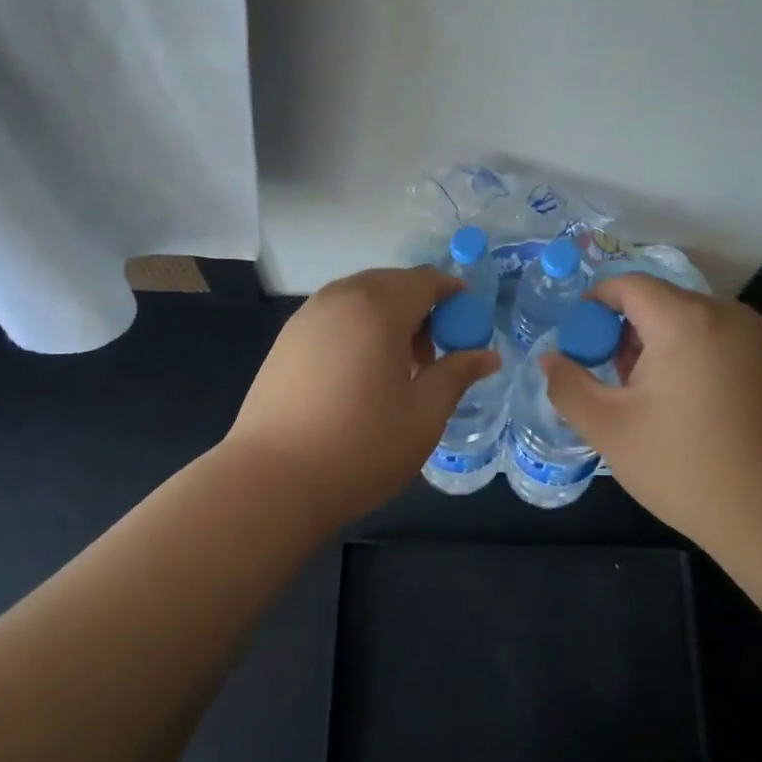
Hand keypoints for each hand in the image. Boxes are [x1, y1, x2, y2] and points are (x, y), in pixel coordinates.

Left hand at [225, 266, 501, 524]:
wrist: (272, 480)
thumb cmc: (361, 447)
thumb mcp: (424, 415)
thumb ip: (456, 375)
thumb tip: (488, 355)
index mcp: (378, 308)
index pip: (425, 280)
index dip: (453, 294)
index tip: (468, 323)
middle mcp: (339, 299)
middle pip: (390, 283)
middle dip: (420, 306)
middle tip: (434, 352)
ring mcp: (305, 318)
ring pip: (358, 298)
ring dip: (386, 316)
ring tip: (397, 366)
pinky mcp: (285, 341)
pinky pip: (333, 317)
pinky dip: (356, 328)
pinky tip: (359, 374)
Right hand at [541, 274, 761, 547]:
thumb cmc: (684, 466)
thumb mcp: (609, 428)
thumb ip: (568, 385)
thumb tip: (549, 359)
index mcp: (684, 320)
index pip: (627, 285)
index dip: (593, 307)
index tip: (578, 346)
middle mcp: (725, 314)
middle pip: (658, 303)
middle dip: (624, 334)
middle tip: (610, 384)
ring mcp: (756, 337)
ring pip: (687, 323)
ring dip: (656, 348)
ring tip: (645, 402)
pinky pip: (715, 342)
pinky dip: (688, 359)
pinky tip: (685, 409)